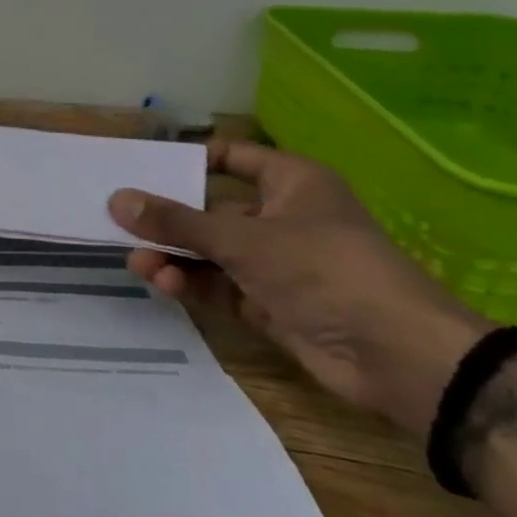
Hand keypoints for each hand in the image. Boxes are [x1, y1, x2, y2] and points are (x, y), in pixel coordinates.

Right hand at [107, 142, 490, 438]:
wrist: (400, 358)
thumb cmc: (325, 270)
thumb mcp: (242, 239)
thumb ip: (175, 221)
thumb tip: (116, 199)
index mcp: (291, 184)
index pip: (232, 158)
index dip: (188, 160)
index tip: (140, 168)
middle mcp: (282, 218)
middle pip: (211, 208)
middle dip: (167, 217)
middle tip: (120, 220)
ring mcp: (276, 263)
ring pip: (210, 250)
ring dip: (173, 254)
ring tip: (136, 261)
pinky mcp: (270, 302)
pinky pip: (218, 284)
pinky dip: (190, 282)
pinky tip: (161, 281)